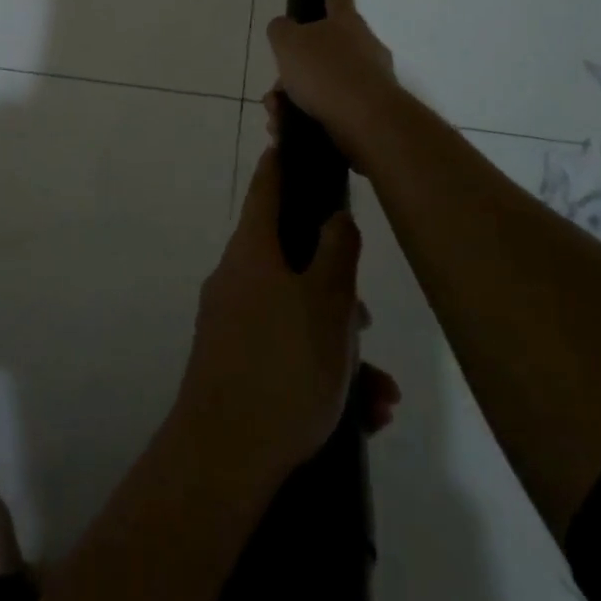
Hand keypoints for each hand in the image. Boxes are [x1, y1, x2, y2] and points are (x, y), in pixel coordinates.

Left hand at [172, 147, 364, 486]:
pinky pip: (286, 353)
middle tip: (365, 325)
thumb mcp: (327, 303)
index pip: (267, 187)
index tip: (293, 143)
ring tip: (378, 392)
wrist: (223, 457)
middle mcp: (236, 277)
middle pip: (293, 260)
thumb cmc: (283, 365)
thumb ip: (338, 252)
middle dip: (337, 289)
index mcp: (252, 250)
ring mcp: (231, 322)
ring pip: (297, 315)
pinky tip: (362, 414)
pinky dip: (322, 373)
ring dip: (340, 346)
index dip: (282, 163)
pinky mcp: (234, 365)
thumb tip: (335, 216)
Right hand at [265, 0, 399, 169]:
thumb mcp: (289, 43)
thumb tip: (284, 28)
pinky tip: (289, 131)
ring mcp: (370, 81)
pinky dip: (307, 119)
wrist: (367, 123)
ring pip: (322, 85)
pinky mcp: (369, 114)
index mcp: (346, 23)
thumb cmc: (326, 73)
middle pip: (323, 50)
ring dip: (295, 99)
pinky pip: (330, 111)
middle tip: (276, 87)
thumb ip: (281, 30)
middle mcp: (363, 48)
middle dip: (295, 68)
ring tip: (277, 116)